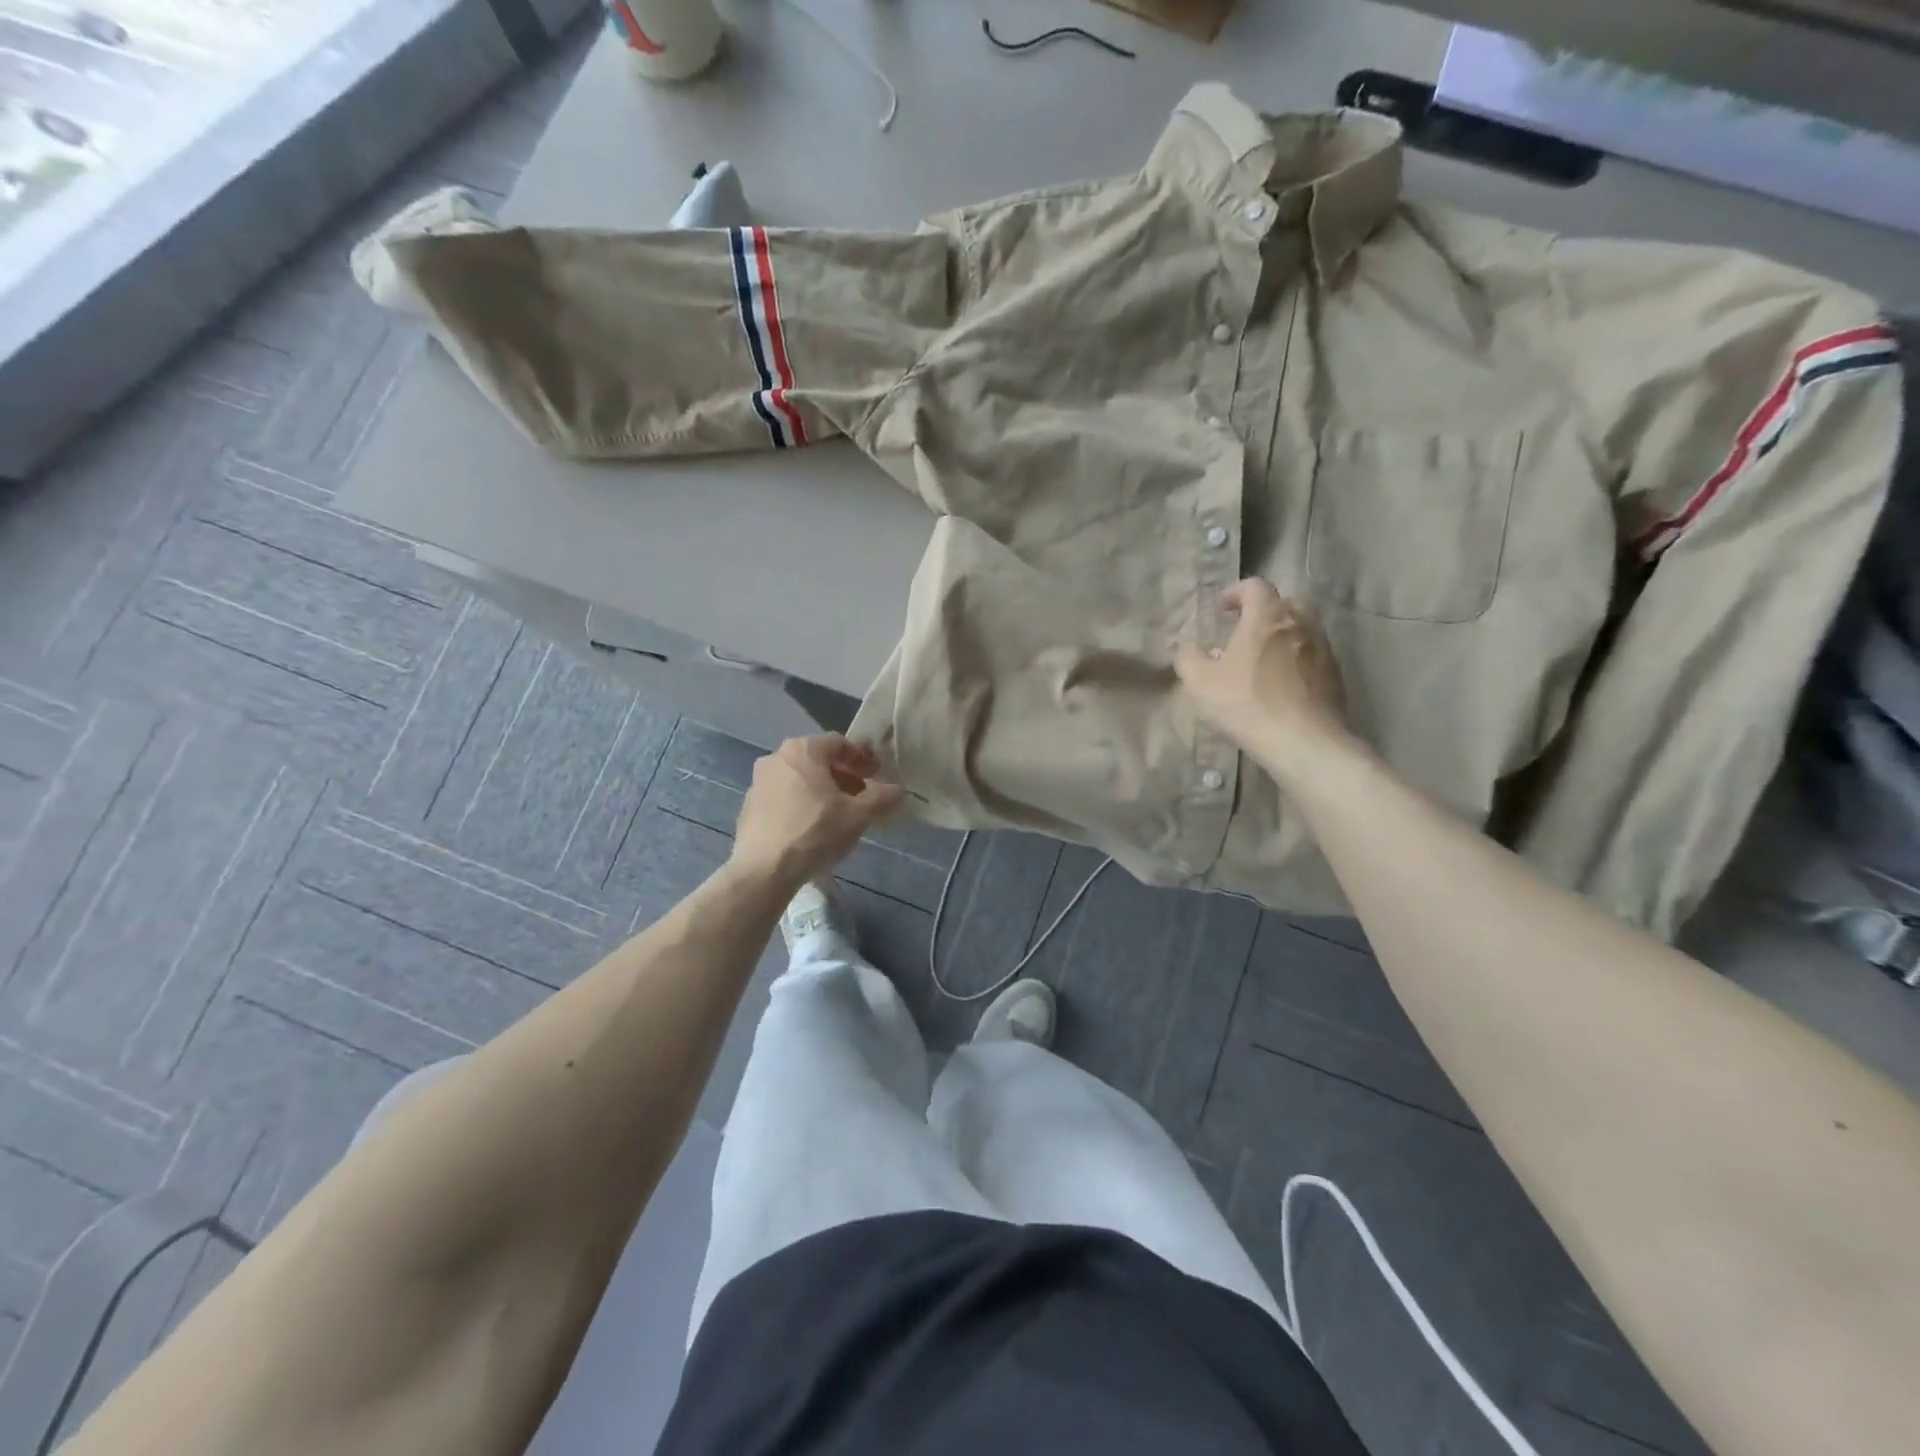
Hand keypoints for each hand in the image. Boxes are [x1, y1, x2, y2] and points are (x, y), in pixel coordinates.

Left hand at [731, 734, 903, 888]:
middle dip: (843, 775)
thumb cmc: (815, 832)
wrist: (764, 870)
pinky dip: (802, 804)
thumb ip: (881, 798)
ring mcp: (758, 782)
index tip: (876, 775)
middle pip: (818, 760)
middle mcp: (776, 758)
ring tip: (839, 814)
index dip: (862, 757)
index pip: (839, 742)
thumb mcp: (858, 815)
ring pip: (800, 778)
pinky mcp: (749, 807)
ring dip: (822, 790)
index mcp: (802, 750)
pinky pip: (783, 797)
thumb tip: (898, 790)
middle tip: (861, 795)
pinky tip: (812, 828)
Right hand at [1175, 579, 1350, 781]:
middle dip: (1266, 610)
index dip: (1237, 592)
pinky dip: (1298, 660)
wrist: (1303, 741)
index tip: (1222, 609)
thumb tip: (1190, 647)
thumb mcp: (1200, 683)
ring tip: (1264, 659)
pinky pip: (1313, 656)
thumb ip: (1189, 658)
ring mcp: (1323, 649)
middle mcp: (1300, 623)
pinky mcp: (1335, 676)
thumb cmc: (1246, 703)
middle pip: (1287, 602)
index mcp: (1267, 616)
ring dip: (1284, 636)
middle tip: (1246, 629)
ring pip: (1304, 629)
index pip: (1255, 586)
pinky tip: (1283, 684)